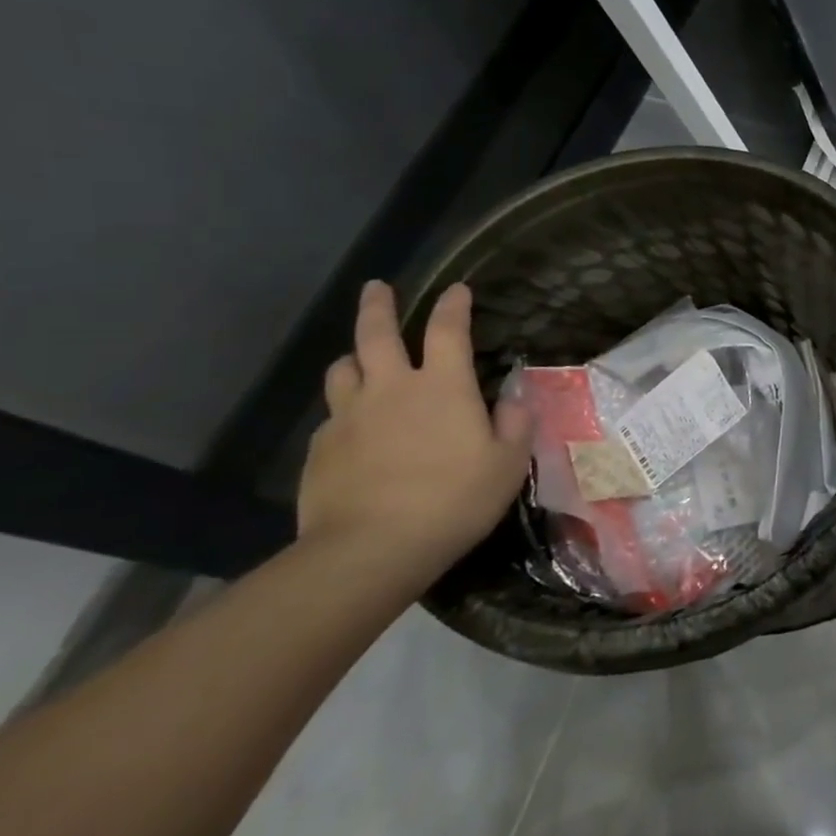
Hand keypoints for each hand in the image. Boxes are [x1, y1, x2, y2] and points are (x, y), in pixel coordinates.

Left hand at [298, 280, 532, 583]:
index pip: (448, 330)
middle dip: (379, 306)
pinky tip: (356, 429)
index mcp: (442, 386)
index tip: (457, 289)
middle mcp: (390, 389)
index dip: (454, 305)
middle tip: (377, 287)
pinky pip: (333, 415)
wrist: (371, 548)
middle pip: (376, 334)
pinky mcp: (320, 449)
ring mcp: (348, 417)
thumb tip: (512, 401)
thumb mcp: (508, 464)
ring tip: (362, 359)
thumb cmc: (455, 499)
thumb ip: (514, 425)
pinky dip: (346, 410)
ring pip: (344, 369)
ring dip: (355, 357)